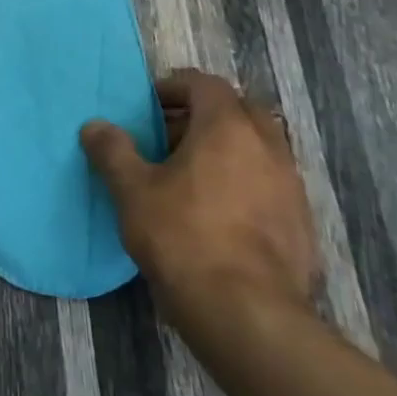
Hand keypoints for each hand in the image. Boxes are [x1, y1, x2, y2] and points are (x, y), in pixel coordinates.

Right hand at [81, 69, 317, 335]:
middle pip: (238, 110)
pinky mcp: (301, 222)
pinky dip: (245, 183)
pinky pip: (270, 184)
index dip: (174, 87)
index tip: (149, 105)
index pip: (205, 84)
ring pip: (258, 148)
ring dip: (227, 150)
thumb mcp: (132, 190)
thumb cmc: (182, 236)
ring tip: (190, 176)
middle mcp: (268, 146)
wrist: (245, 311)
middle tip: (169, 137)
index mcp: (227, 127)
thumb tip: (95, 126)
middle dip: (204, 115)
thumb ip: (113, 151)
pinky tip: (218, 213)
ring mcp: (291, 185)